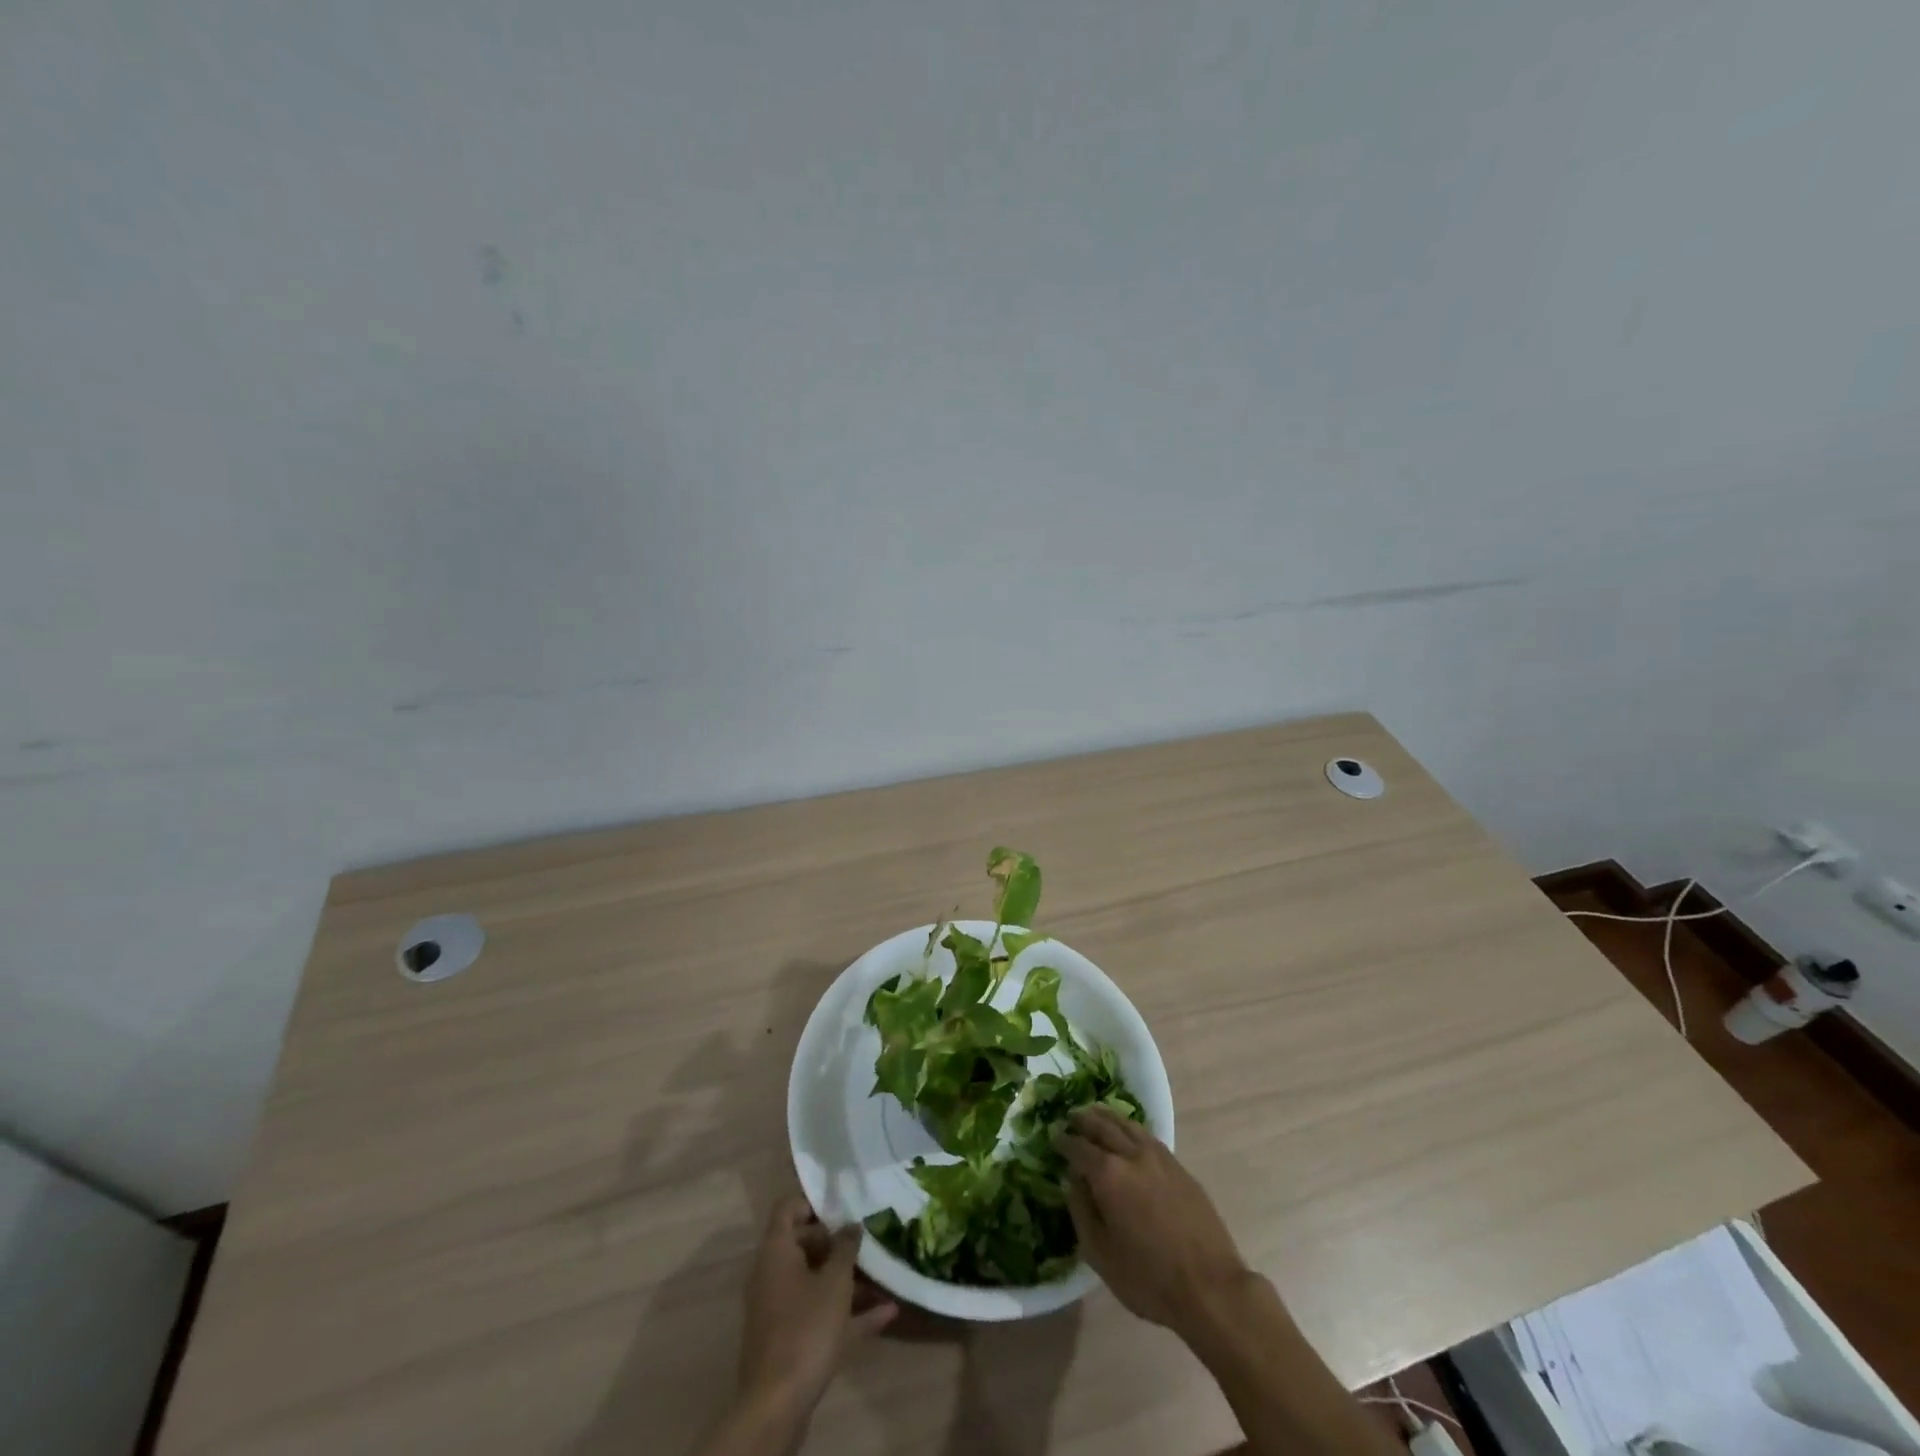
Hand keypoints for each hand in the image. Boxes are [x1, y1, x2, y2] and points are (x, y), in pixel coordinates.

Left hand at [736, 1197, 898, 1418]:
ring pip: (816, 1281)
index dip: (815, 1202)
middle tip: (869, 1239)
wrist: (776, 1407)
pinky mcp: (790, 1340)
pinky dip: (848, 1312)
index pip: (789, 1208)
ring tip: (884, 1275)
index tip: (845, 1205)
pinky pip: (820, 1314)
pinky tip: (886, 1314)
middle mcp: (773, 1274)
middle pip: (805, 1244)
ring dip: (848, 1279)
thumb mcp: (834, 1282)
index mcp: (776, 1252)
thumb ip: (845, 1247)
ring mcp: (780, 1309)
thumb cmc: (805, 1328)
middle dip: (838, 1242)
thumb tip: (852, 1224)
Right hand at [1055, 1107, 1249, 1335]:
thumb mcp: (1101, 1255)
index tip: (1054, 1138)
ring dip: (1108, 1117)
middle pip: (1103, 1126)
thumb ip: (1081, 1211)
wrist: (1210, 1287)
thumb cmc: (1149, 1278)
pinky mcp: (1179, 1166)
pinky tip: (1128, 1134)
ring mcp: (1159, 1157)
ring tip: (1096, 1114)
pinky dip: (1130, 1128)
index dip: (1064, 1142)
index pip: (1078, 1148)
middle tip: (1071, 1117)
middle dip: (1084, 1120)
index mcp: (1108, 1174)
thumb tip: (1073, 1182)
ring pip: (1127, 1124)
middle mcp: (1132, 1155)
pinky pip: (1147, 1136)